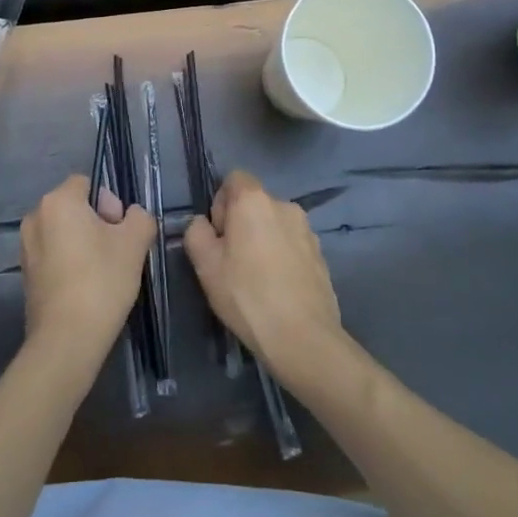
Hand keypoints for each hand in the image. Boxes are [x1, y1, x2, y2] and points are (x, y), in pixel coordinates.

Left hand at [19, 175, 155, 364]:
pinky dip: (70, 262)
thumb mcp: (135, 243)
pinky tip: (85, 287)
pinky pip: (53, 254)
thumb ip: (140, 217)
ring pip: (64, 232)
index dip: (109, 202)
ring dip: (83, 243)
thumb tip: (131, 216)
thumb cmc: (101, 281)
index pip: (87, 183)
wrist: (66, 339)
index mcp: (57, 201)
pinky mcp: (26, 273)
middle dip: (97, 222)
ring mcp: (26, 246)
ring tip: (102, 272)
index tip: (119, 230)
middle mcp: (35, 217)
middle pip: (74, 206)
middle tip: (115, 252)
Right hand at [184, 170, 344, 382]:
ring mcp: (308, 230)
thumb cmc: (247, 295)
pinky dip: (282, 257)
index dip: (220, 203)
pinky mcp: (321, 255)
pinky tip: (277, 289)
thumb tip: (203, 224)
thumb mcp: (205, 265)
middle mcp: (284, 205)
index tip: (218, 236)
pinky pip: (292, 245)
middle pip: (254, 203)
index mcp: (254, 200)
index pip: (233, 178)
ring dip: (262, 241)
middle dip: (240, 224)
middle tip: (231, 262)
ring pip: (274, 225)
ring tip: (256, 280)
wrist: (303, 338)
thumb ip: (196, 232)